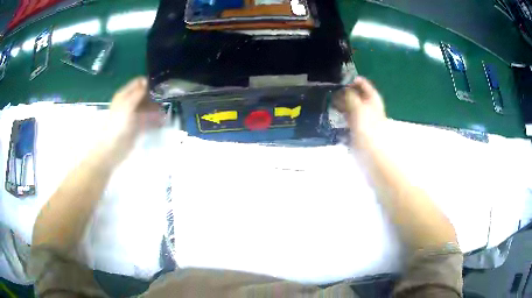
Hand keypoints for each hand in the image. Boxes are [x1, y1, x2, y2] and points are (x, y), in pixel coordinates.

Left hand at [98, 77, 162, 163]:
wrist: (113, 148)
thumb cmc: (118, 125)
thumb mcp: (128, 105)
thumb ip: (138, 93)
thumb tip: (147, 80)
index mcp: (124, 95)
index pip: (138, 82)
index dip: (149, 82)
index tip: (161, 84)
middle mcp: (129, 102)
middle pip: (144, 94)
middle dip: (155, 95)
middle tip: (167, 97)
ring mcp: (134, 114)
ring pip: (148, 107)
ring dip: (156, 107)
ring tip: (166, 109)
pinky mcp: (138, 126)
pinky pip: (148, 119)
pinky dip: (155, 119)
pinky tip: (163, 120)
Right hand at [334, 77, 385, 148]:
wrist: (372, 154)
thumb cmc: (367, 129)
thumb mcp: (358, 108)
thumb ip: (350, 96)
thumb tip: (343, 89)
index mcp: (373, 100)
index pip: (364, 84)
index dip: (353, 81)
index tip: (340, 81)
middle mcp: (369, 107)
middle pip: (357, 95)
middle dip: (345, 93)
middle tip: (333, 92)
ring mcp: (364, 119)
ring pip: (352, 107)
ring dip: (342, 104)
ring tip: (331, 103)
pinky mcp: (358, 129)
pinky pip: (348, 118)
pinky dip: (342, 115)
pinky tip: (334, 116)